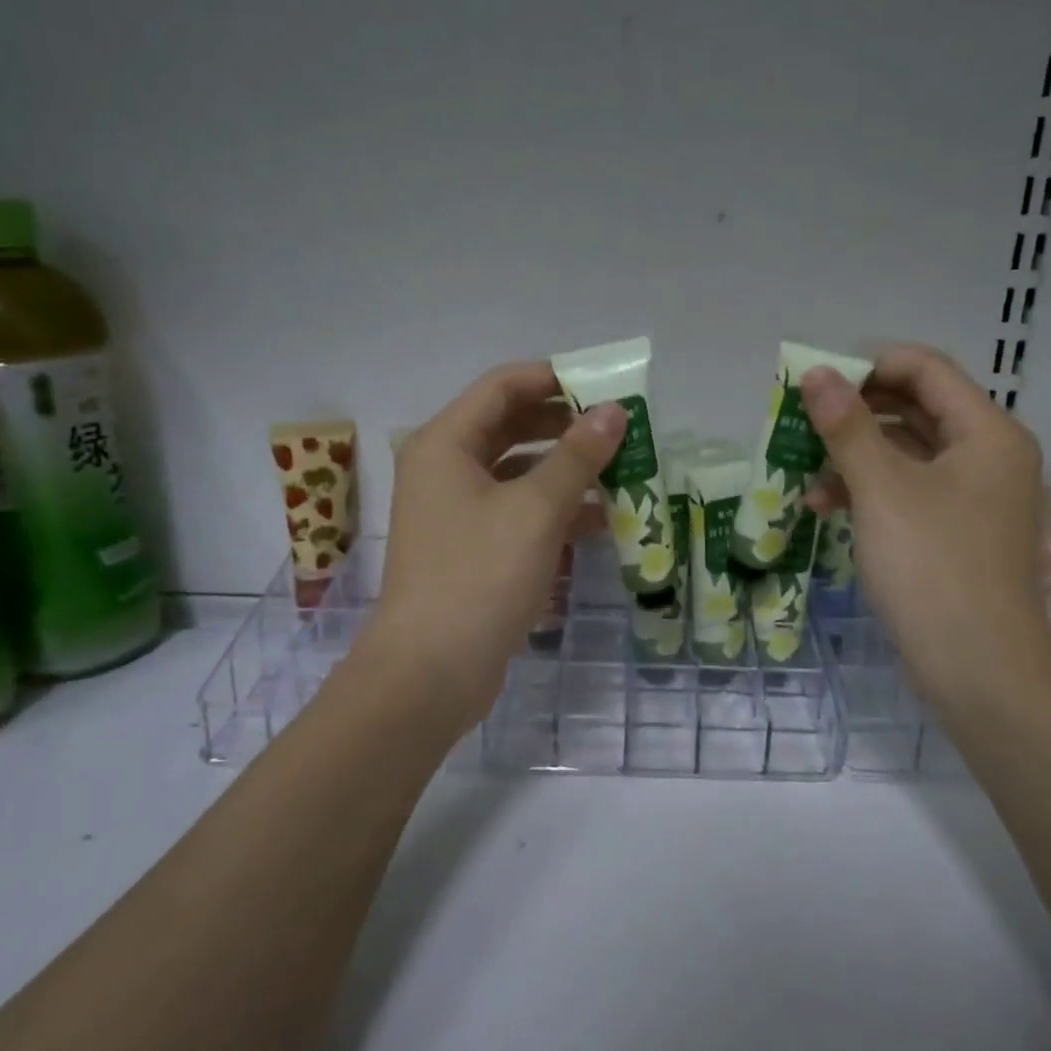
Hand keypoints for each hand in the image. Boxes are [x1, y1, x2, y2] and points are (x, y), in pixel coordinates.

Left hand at [366, 360, 626, 728]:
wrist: (430, 673)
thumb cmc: (479, 576)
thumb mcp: (536, 510)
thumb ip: (577, 456)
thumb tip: (614, 411)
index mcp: (445, 443)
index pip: (503, 386)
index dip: (553, 378)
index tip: (605, 385)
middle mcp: (445, 468)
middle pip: (511, 426)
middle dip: (565, 425)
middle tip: (618, 428)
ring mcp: (456, 510)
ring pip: (518, 471)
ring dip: (566, 468)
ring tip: (620, 470)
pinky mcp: (472, 547)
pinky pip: (518, 510)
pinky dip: (555, 508)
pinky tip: (600, 518)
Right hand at [801, 343, 1050, 709]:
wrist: (979, 671)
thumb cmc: (932, 567)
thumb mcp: (882, 490)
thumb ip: (847, 426)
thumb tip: (816, 373)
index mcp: (987, 433)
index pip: (925, 369)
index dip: (868, 364)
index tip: (815, 379)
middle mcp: (989, 456)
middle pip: (917, 408)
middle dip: (855, 410)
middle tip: (802, 416)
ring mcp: (975, 497)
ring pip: (908, 452)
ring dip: (855, 453)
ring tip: (803, 465)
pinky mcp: (957, 532)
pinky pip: (909, 490)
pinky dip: (869, 490)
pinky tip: (824, 505)